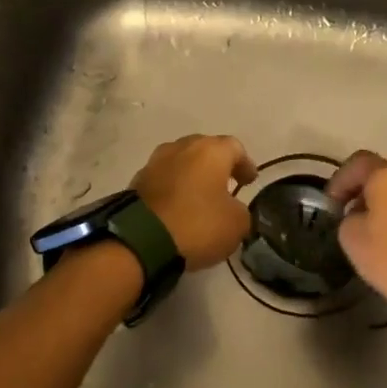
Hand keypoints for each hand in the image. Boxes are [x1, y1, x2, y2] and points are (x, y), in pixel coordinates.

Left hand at [129, 135, 257, 268]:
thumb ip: (241, 211)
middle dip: (217, 166)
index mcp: (210, 151)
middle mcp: (181, 147)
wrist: (141, 239)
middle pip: (205, 150)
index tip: (250, 181)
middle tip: (226, 184)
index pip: (235, 148)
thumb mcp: (236, 224)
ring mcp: (155, 162)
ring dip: (192, 175)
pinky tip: (178, 206)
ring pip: (181, 163)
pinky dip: (174, 188)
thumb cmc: (197, 224)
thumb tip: (232, 209)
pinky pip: (163, 179)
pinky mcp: (136, 181)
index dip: (245, 164)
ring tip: (200, 196)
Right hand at [325, 150, 386, 299]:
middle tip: (346, 210)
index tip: (330, 202)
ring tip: (367, 224)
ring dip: (380, 201)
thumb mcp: (349, 234)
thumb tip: (360, 213)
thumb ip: (348, 215)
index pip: (358, 162)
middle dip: (361, 189)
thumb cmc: (386, 254)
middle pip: (381, 173)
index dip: (339, 179)